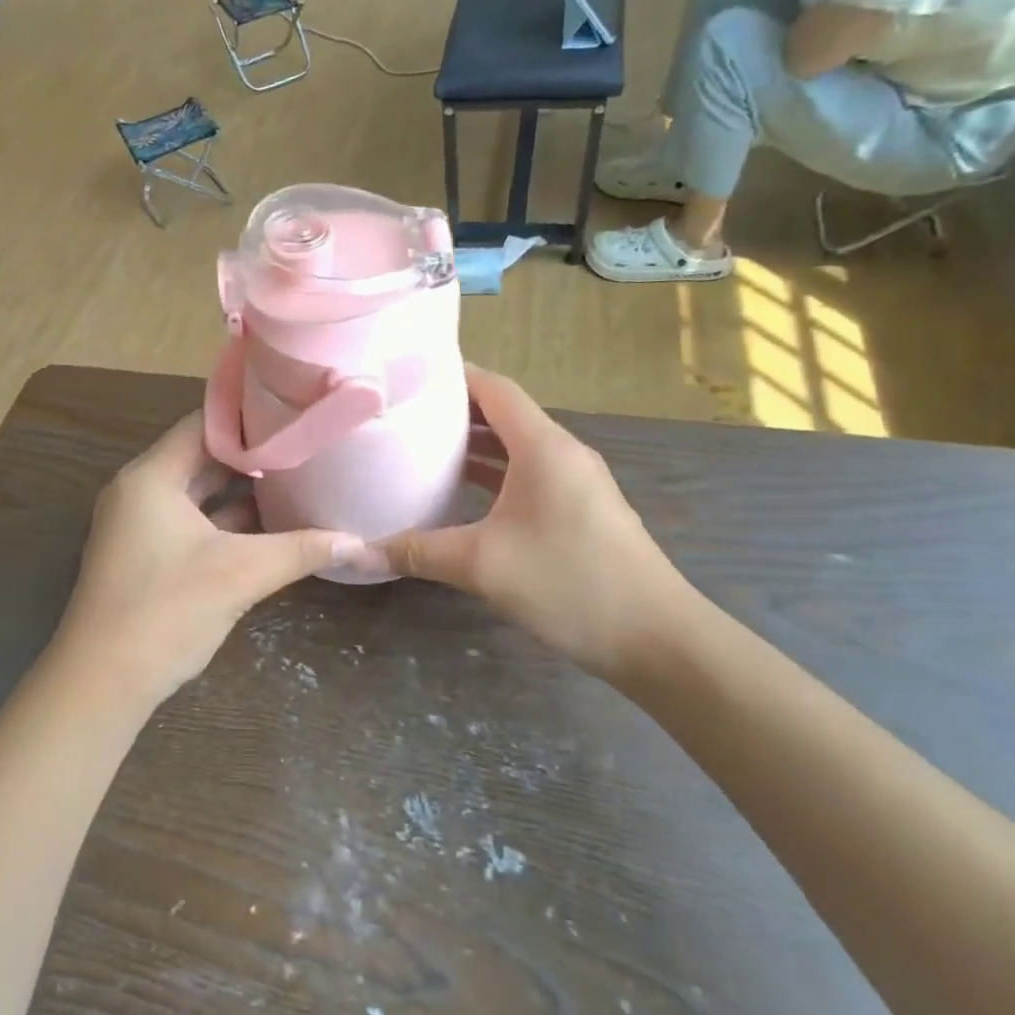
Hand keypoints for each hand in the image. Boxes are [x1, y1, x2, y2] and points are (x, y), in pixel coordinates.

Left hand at [55, 412, 356, 707]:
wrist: (102, 683)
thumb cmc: (167, 610)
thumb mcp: (241, 574)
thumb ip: (301, 550)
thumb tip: (358, 542)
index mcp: (151, 477)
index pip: (203, 424)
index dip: (249, 418)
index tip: (294, 416)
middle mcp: (139, 491)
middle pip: (200, 457)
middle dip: (250, 456)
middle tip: (302, 446)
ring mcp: (138, 526)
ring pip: (196, 494)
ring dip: (239, 491)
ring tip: (293, 480)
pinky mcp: (144, 556)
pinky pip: (189, 523)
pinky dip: (224, 522)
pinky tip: (266, 527)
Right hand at [371, 367, 701, 681]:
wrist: (657, 639)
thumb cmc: (570, 584)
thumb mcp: (482, 566)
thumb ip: (418, 552)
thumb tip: (357, 551)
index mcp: (543, 447)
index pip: (494, 388)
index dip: (453, 375)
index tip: (408, 375)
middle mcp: (562, 453)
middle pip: (504, 413)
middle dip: (455, 410)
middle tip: (403, 413)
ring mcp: (576, 482)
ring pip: (517, 446)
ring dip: (475, 444)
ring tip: (422, 448)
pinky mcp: (582, 509)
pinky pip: (530, 473)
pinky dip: (496, 473)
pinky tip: (463, 494)